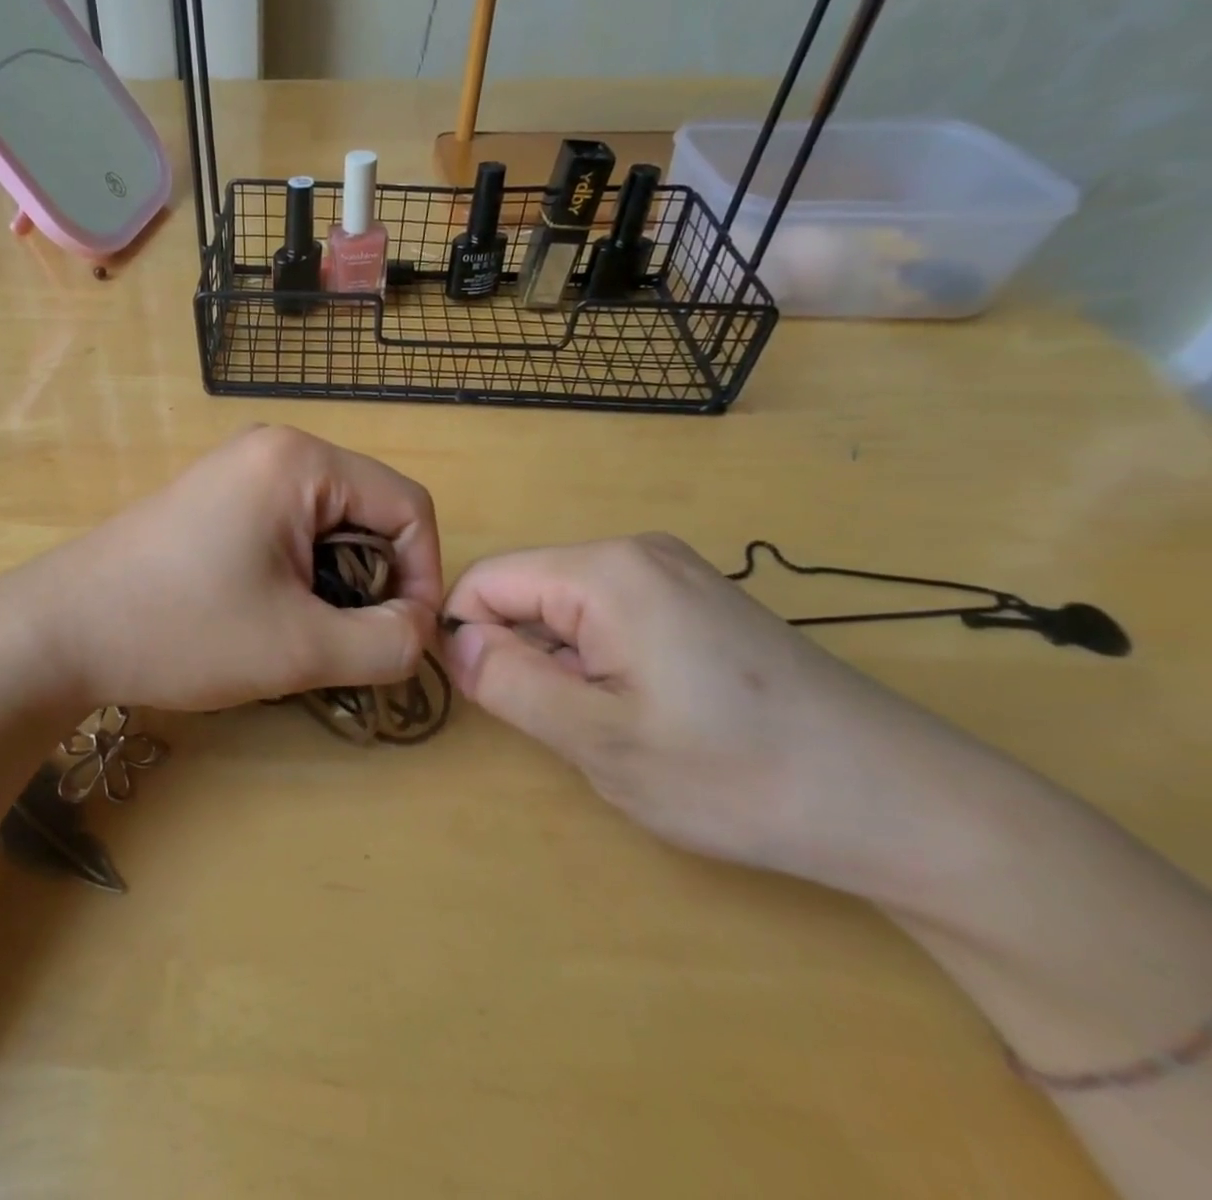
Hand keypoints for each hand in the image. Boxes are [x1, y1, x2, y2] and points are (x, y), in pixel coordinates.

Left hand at [1, 427, 441, 713]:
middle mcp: (275, 448)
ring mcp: (241, 469)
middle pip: (370, 511)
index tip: (400, 638)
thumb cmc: (180, 629)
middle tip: (344, 641)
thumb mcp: (299, 649)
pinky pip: (291, 526)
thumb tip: (420, 629)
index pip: (409, 506)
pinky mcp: (218, 496)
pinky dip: (300, 571)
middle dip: (375, 581)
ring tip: (303, 631)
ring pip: (331, 524)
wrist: (61, 630)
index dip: (423, 575)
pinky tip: (268, 612)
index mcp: (301, 462)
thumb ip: (385, 643)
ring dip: (336, 582)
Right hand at [442, 534, 990, 897]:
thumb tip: (453, 642)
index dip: (468, 640)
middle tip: (568, 728)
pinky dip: (602, 662)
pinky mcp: (699, 601)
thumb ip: (509, 684)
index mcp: (604, 571)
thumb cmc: (739, 776)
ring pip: (567, 608)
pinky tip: (651, 713)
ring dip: (563, 665)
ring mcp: (674, 574)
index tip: (494, 704)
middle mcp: (635, 553)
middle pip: (527, 591)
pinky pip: (611, 617)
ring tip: (615, 726)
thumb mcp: (600, 741)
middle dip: (522, 656)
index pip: (485, 581)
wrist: (907, 806)